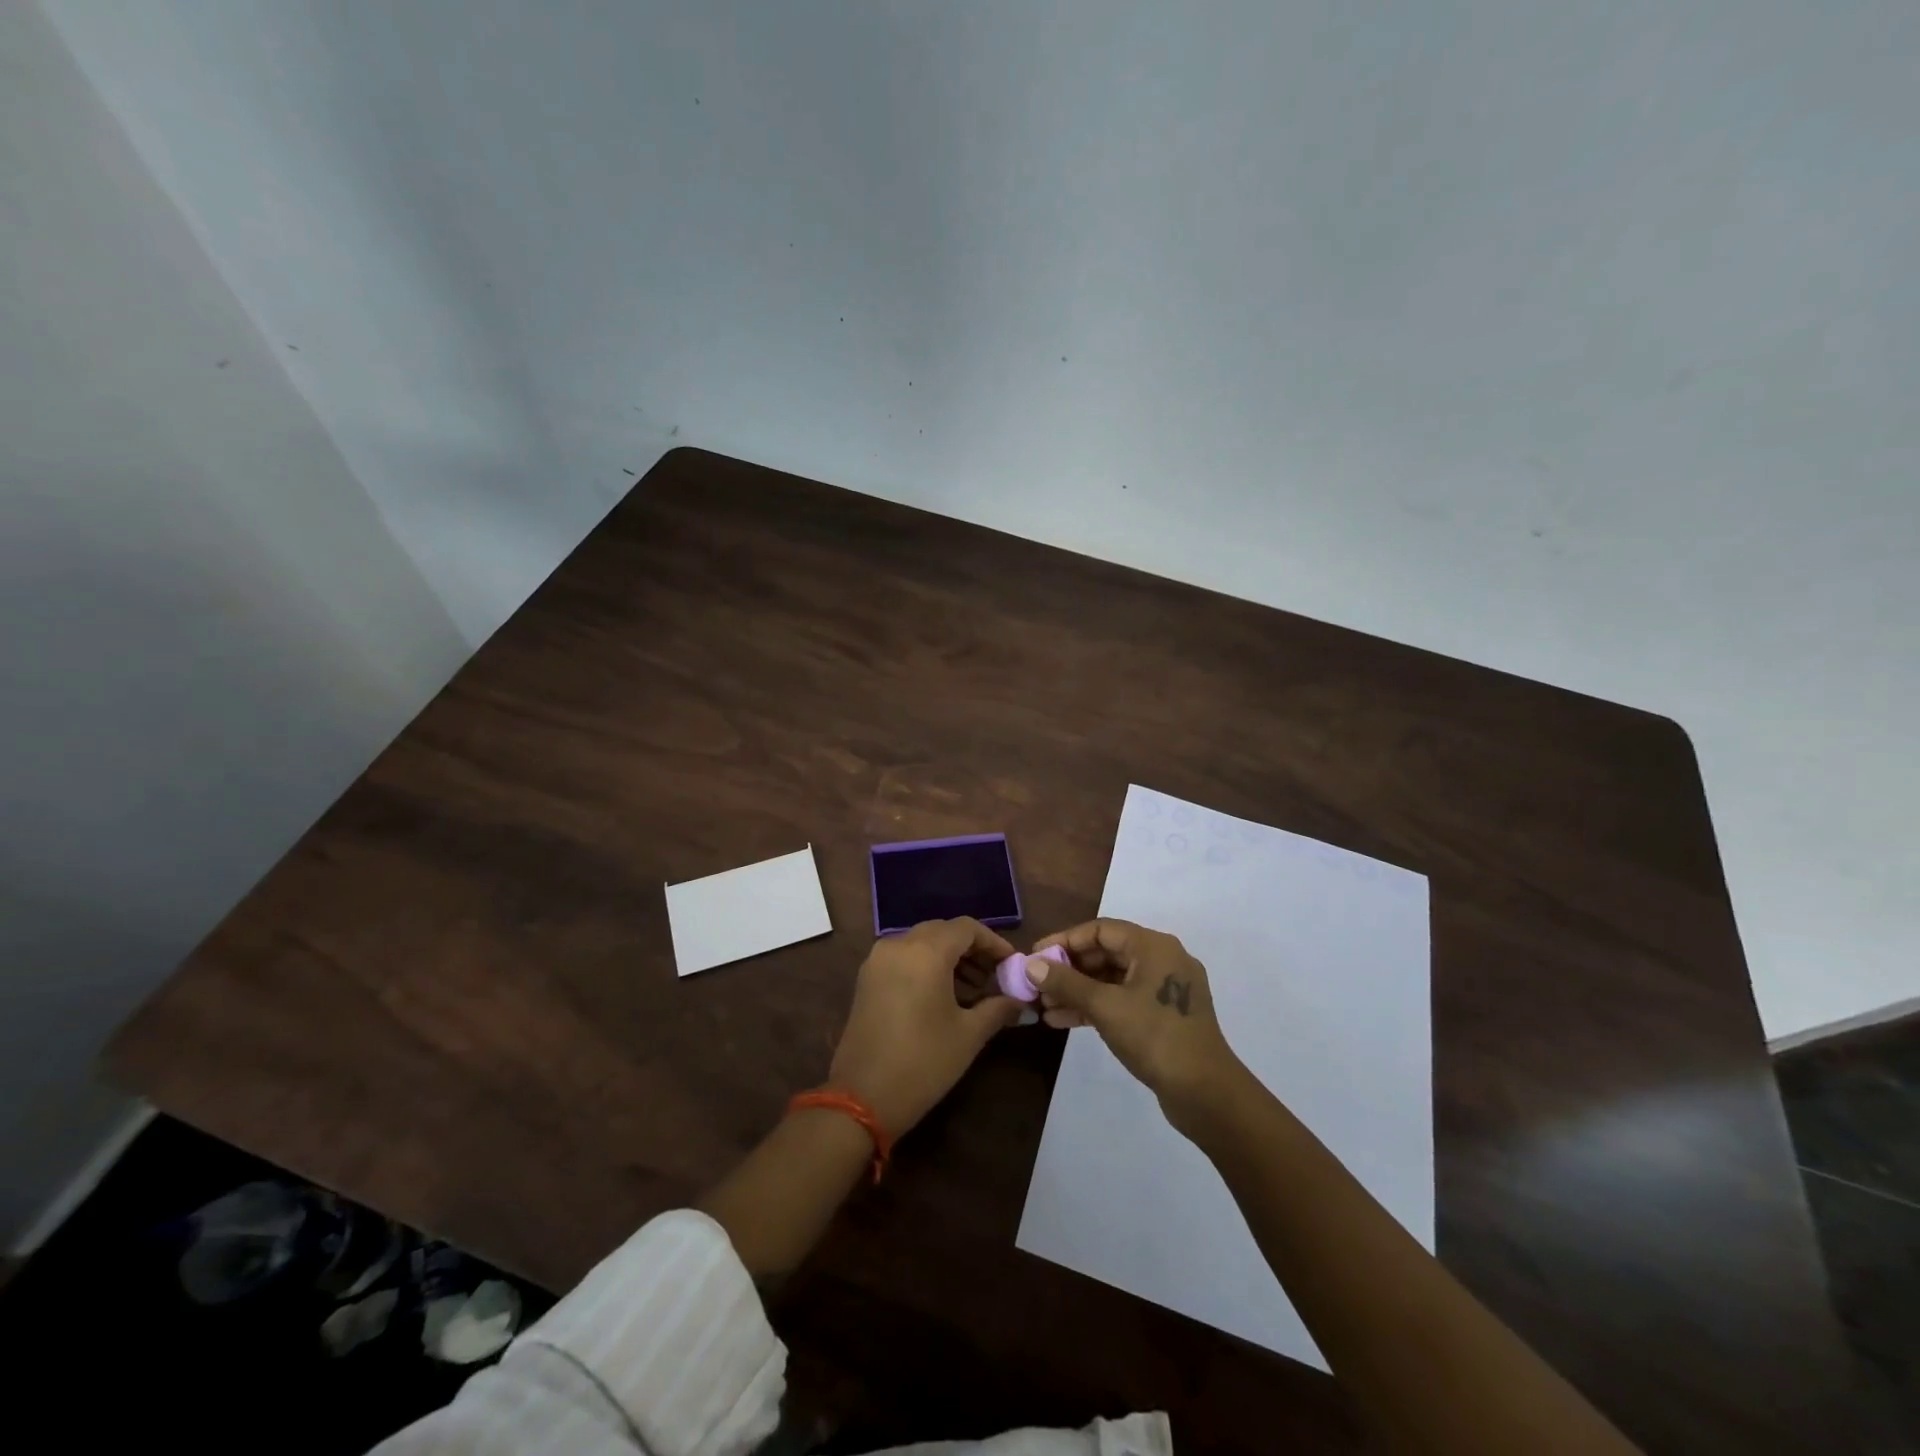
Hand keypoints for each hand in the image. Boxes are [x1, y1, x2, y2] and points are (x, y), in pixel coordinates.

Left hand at [828, 918, 1023, 1136]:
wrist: (861, 1098)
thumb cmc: (923, 1062)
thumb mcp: (968, 1035)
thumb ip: (998, 1009)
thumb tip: (1020, 1001)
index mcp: (925, 951)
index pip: (967, 928)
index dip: (993, 942)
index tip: (1011, 964)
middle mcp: (898, 945)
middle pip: (943, 931)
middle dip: (972, 950)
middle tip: (994, 977)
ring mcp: (878, 960)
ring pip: (922, 943)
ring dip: (949, 958)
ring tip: (973, 991)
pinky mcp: (867, 978)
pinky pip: (904, 957)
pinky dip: (926, 965)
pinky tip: (943, 995)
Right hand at [1029, 919, 1244, 1129]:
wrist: (1206, 1093)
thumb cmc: (1154, 1037)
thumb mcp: (1104, 1007)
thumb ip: (1066, 983)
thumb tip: (1031, 965)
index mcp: (1154, 947)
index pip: (1101, 930)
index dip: (1065, 940)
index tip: (1036, 956)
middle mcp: (1162, 960)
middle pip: (1106, 953)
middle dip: (1069, 969)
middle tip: (1037, 985)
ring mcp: (1164, 990)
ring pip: (1112, 980)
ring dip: (1078, 991)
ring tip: (1044, 1007)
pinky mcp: (1164, 1016)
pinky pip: (1122, 1000)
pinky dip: (1095, 1007)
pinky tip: (1064, 1020)